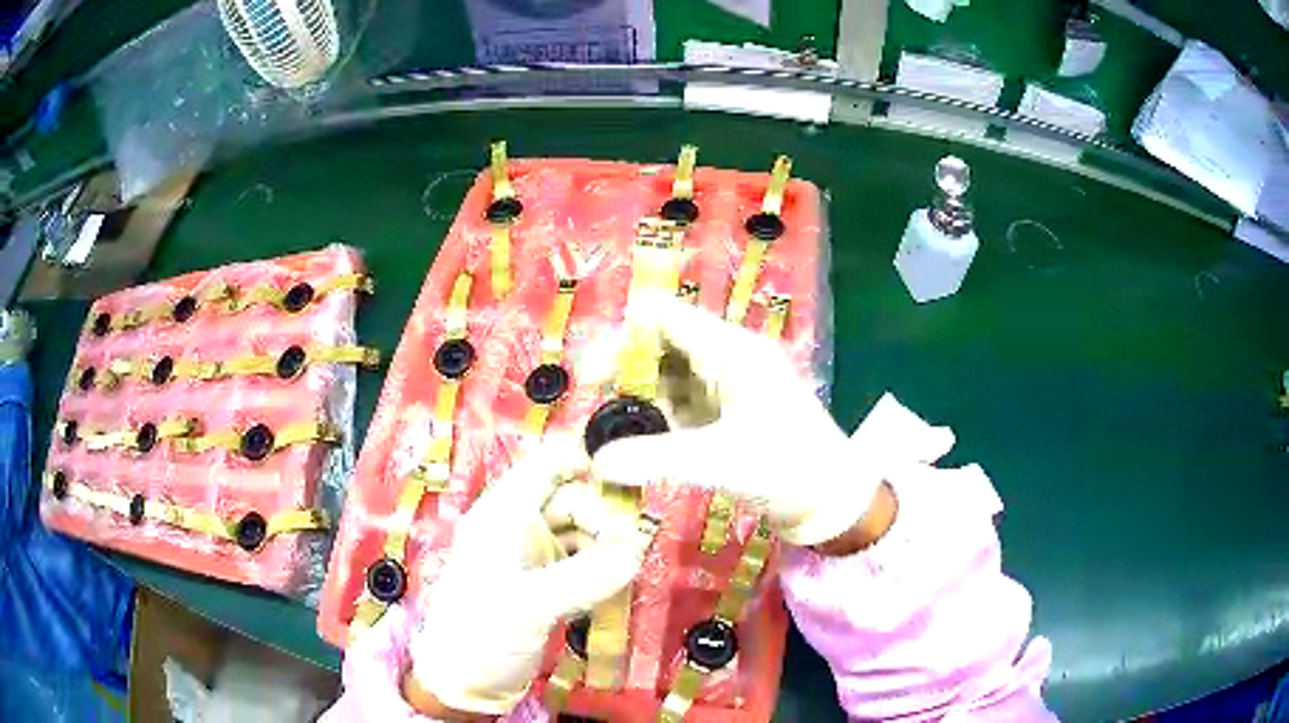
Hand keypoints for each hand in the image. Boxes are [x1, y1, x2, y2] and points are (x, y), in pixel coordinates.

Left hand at [407, 441, 653, 715]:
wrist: (464, 682)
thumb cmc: (480, 632)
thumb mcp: (530, 604)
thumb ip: (586, 577)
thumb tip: (638, 552)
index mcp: (503, 513)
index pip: (546, 465)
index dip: (585, 461)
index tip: (629, 481)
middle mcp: (519, 527)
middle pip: (574, 500)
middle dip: (605, 518)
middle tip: (632, 548)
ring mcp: (534, 557)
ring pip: (582, 533)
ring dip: (608, 547)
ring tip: (628, 569)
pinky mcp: (547, 585)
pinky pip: (584, 564)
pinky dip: (603, 569)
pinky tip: (619, 584)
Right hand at [589, 297, 946, 547]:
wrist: (832, 499)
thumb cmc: (787, 468)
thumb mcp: (718, 462)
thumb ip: (653, 459)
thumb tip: (595, 462)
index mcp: (731, 351)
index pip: (665, 318)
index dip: (623, 336)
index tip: (591, 375)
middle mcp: (727, 359)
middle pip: (662, 346)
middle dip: (625, 374)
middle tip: (596, 414)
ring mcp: (728, 387)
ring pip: (669, 378)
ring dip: (639, 400)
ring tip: (610, 433)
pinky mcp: (727, 414)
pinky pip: (682, 405)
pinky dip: (657, 419)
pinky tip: (638, 443)